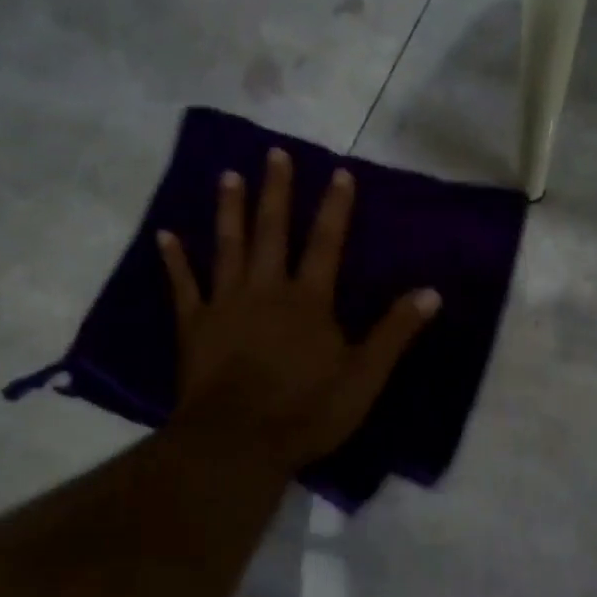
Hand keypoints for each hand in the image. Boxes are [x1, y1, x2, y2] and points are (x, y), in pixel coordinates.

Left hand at [157, 148, 440, 473]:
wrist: (237, 443)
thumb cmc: (306, 412)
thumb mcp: (364, 378)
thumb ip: (395, 332)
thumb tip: (431, 292)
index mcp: (308, 301)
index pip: (326, 243)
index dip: (334, 207)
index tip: (338, 172)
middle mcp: (266, 289)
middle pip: (272, 231)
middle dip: (275, 191)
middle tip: (273, 153)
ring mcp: (225, 304)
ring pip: (227, 247)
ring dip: (229, 210)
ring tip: (227, 175)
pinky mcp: (193, 326)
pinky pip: (183, 286)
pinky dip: (174, 260)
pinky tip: (165, 235)